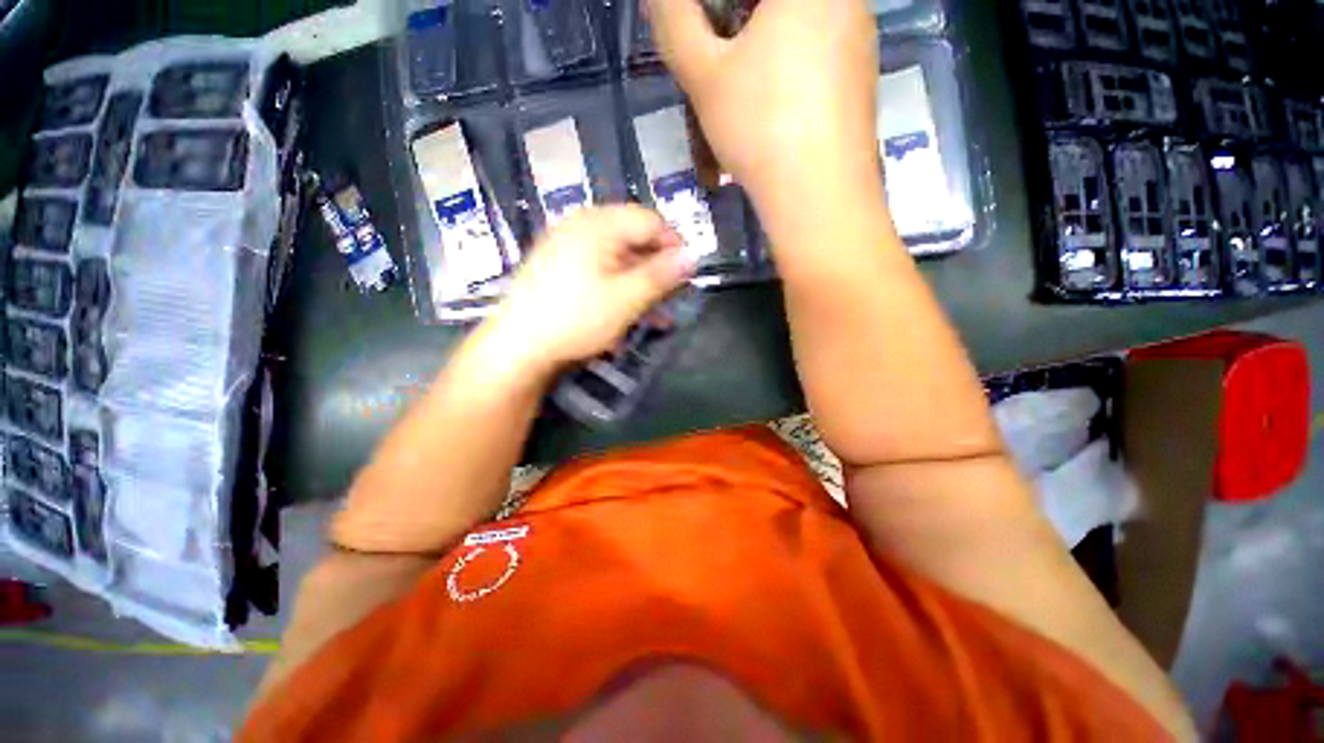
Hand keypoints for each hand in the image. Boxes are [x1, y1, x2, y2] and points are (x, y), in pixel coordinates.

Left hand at [486, 206, 696, 370]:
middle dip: (656, 269)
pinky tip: (623, 311)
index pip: (650, 220)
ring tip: (652, 312)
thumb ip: (662, 275)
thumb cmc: (576, 319)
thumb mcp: (626, 299)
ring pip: (616, 257)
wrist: (518, 347)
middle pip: (633, 238)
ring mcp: (565, 246)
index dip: (674, 245)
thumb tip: (694, 255)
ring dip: (639, 283)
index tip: (687, 275)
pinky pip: (598, 269)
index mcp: (598, 224)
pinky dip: (616, 287)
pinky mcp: (557, 267)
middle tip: (670, 296)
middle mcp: (580, 226)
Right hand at [648, 0, 879, 216]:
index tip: (703, 38)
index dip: (716, 12)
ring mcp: (860, 35)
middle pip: (774, 8)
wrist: (818, 193)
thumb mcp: (703, 74)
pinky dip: (790, 68)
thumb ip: (675, 19)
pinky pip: (820, 53)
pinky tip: (773, 108)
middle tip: (716, 55)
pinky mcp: (863, 74)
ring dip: (763, 45)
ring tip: (741, 90)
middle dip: (737, 24)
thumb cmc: (760, 126)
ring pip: (799, 26)